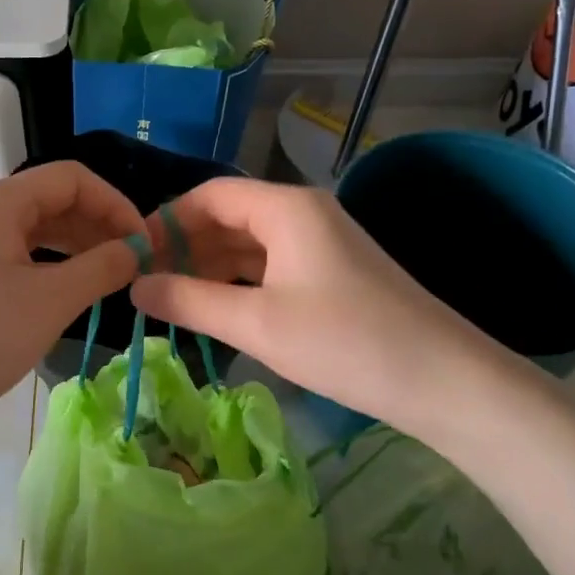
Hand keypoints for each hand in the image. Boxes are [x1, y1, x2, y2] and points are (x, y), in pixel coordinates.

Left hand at [0, 162, 144, 442]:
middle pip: (54, 199)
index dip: (115, 204)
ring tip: (112, 276)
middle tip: (135, 263)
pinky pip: (21, 253)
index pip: (72, 179)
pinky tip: (75, 288)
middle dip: (99, 225)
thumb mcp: (51, 301)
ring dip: (79, 245)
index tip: (145, 243)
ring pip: (38, 228)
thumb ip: (102, 267)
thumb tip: (137, 250)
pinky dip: (54, 264)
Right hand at [132, 178, 499, 428]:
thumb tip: (135, 287)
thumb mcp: (256, 323)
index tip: (132, 256)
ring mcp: (321, 244)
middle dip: (185, 246)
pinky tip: (215, 309)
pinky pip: (270, 266)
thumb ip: (189, 301)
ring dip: (209, 267)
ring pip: (249, 244)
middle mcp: (304, 214)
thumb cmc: (344, 342)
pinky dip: (238, 283)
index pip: (210, 195)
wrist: (442, 380)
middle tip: (144, 284)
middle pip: (229, 216)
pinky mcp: (331, 275)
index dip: (166, 220)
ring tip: (170, 300)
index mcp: (286, 208)